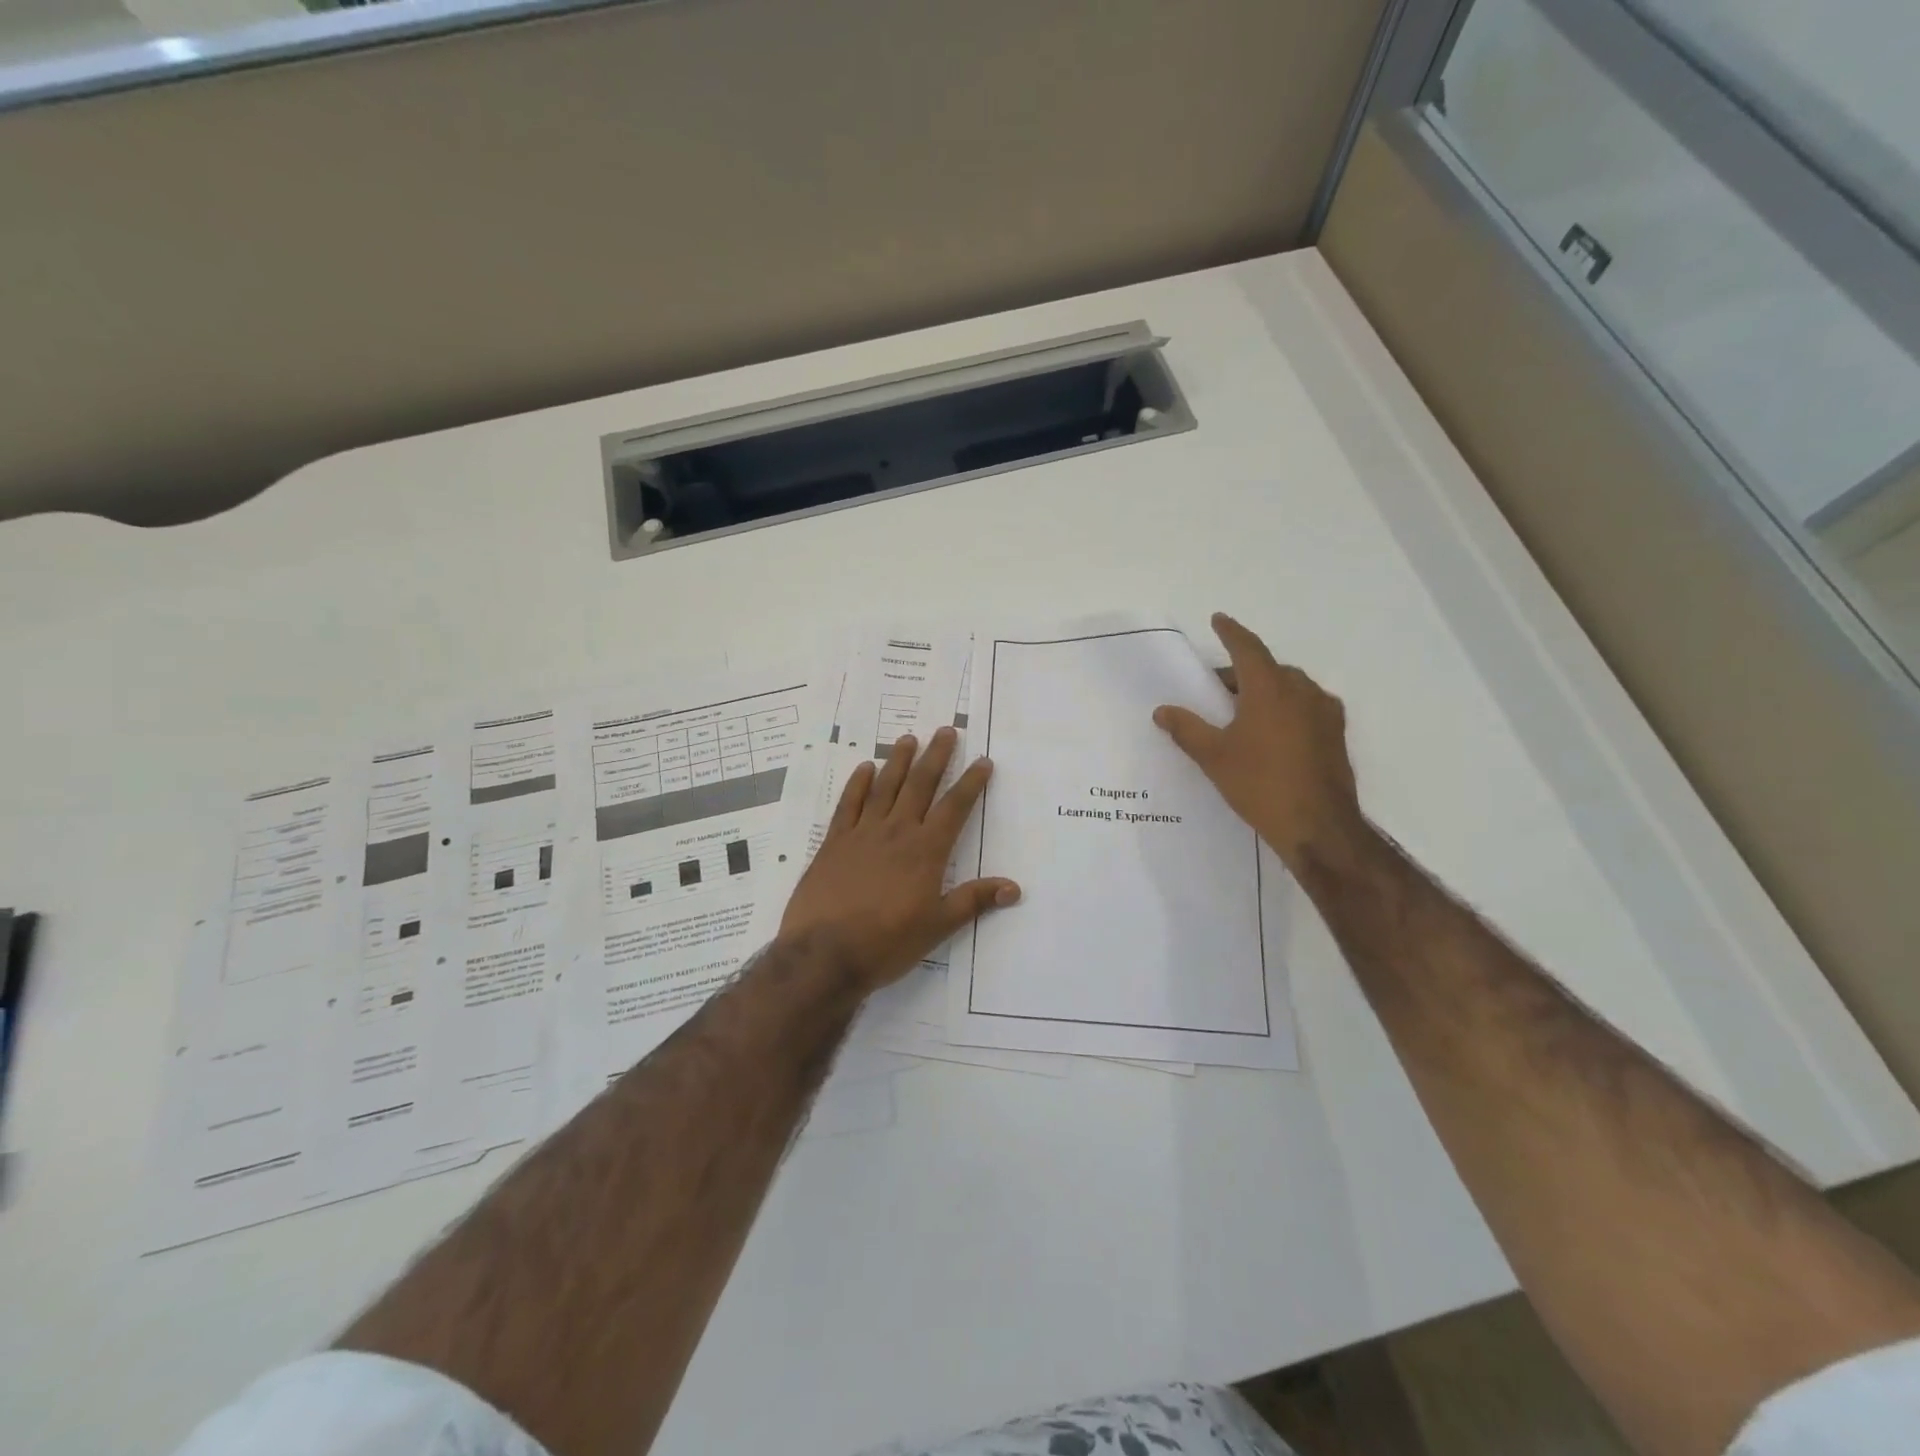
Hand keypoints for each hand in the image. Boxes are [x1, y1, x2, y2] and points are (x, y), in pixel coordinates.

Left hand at [779, 727, 1020, 992]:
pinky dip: (857, 784)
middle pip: (920, 786)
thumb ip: (973, 901)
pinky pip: (848, 804)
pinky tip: (865, 767)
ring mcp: (862, 834)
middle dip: (936, 757)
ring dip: (899, 761)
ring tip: (909, 738)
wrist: (825, 954)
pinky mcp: (834, 842)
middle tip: (946, 731)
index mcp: (926, 851)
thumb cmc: (887, 943)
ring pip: (885, 787)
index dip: (970, 783)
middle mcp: (897, 832)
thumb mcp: (937, 926)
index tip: (982, 761)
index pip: (954, 808)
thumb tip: (1014, 888)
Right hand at [1153, 612, 1365, 874]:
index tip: (1218, 619)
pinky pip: (1305, 707)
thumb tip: (1162, 711)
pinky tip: (1270, 734)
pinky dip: (1284, 708)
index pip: (1248, 648)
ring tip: (1240, 714)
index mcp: (1271, 689)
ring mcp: (1325, 713)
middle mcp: (1302, 691)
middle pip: (1267, 669)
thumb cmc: (1260, 784)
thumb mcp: (1214, 757)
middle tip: (1215, 690)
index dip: (1231, 632)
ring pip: (1289, 688)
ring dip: (1264, 691)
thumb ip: (1186, 729)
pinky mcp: (1336, 735)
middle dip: (1241, 673)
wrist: (1319, 827)